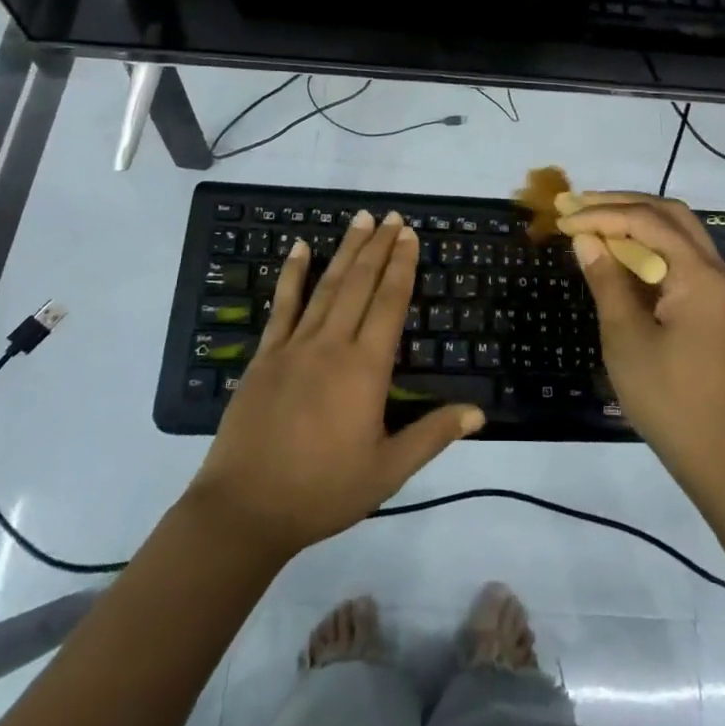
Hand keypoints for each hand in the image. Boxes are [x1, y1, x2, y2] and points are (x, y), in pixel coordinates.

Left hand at [187, 211, 484, 559]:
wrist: (246, 509)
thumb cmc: (322, 491)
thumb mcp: (387, 471)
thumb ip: (432, 435)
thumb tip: (478, 412)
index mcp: (365, 368)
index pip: (390, 303)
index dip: (402, 265)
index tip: (410, 235)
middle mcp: (332, 345)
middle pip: (360, 284)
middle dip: (379, 246)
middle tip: (391, 215)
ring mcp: (295, 346)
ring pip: (327, 286)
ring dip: (347, 250)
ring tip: (361, 219)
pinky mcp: (265, 355)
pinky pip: (282, 306)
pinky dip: (293, 274)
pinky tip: (300, 248)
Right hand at [558, 193, 724, 496]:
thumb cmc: (671, 401)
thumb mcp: (627, 340)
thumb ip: (607, 281)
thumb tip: (586, 238)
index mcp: (699, 276)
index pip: (648, 221)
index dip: (602, 214)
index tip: (564, 218)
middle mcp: (717, 273)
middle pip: (671, 216)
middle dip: (623, 205)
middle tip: (580, 206)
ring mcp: (721, 293)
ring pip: (680, 236)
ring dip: (638, 224)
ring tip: (595, 224)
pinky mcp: (717, 311)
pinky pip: (683, 262)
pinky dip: (652, 251)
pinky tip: (623, 259)